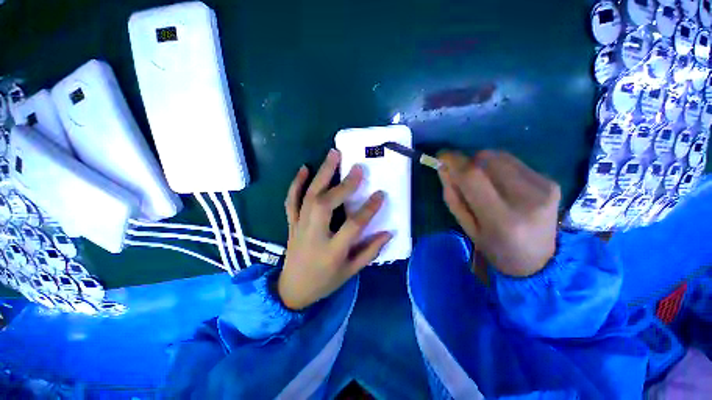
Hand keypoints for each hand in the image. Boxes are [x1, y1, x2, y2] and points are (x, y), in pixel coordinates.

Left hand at [278, 149, 392, 309]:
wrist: (292, 291)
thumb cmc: (325, 282)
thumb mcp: (351, 271)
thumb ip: (370, 251)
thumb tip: (389, 232)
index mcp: (332, 251)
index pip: (353, 225)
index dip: (369, 209)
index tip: (381, 194)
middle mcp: (314, 235)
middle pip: (326, 204)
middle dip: (343, 185)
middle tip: (356, 167)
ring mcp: (300, 226)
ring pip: (309, 196)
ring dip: (321, 174)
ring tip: (332, 155)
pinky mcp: (291, 223)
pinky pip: (291, 201)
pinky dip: (296, 183)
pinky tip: (304, 168)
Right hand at [438, 150, 560, 276]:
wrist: (540, 261)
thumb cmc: (495, 248)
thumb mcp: (466, 226)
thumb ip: (453, 196)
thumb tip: (443, 167)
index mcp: (501, 217)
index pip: (473, 176)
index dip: (454, 161)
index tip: (441, 156)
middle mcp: (526, 198)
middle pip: (487, 160)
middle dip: (468, 162)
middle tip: (463, 175)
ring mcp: (543, 187)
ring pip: (500, 156)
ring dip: (483, 163)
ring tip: (483, 181)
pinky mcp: (550, 181)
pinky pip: (514, 161)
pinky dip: (499, 166)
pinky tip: (501, 183)